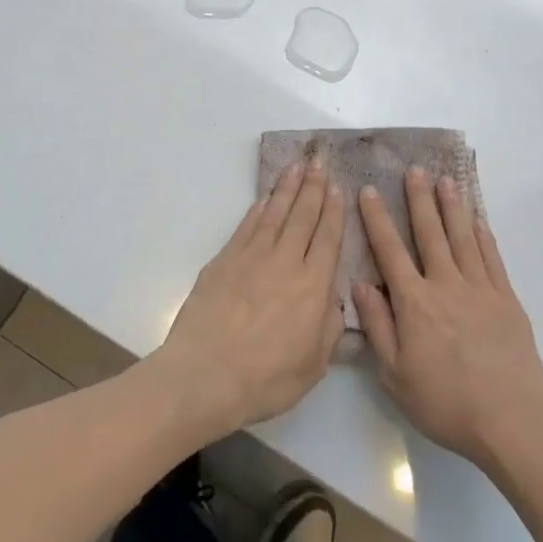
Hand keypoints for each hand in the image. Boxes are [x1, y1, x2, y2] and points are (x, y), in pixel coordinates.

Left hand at [156, 157, 345, 437]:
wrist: (205, 375)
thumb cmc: (265, 379)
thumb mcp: (313, 366)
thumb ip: (329, 329)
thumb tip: (334, 302)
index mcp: (314, 287)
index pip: (328, 238)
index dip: (334, 211)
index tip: (338, 187)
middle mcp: (286, 262)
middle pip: (303, 216)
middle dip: (313, 188)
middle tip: (319, 162)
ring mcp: (252, 257)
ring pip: (275, 213)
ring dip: (287, 188)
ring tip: (296, 167)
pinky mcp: (224, 260)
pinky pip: (247, 226)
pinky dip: (258, 209)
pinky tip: (265, 198)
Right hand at [353, 169, 542, 474]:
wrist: (511, 420)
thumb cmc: (446, 403)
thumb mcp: (395, 375)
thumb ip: (378, 326)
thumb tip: (360, 284)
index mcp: (414, 302)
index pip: (390, 251)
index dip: (377, 219)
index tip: (368, 190)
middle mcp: (446, 285)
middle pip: (430, 233)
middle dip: (420, 199)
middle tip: (414, 169)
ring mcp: (480, 289)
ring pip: (463, 237)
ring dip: (452, 207)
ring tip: (446, 180)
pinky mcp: (507, 299)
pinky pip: (492, 257)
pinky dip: (483, 235)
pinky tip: (478, 219)